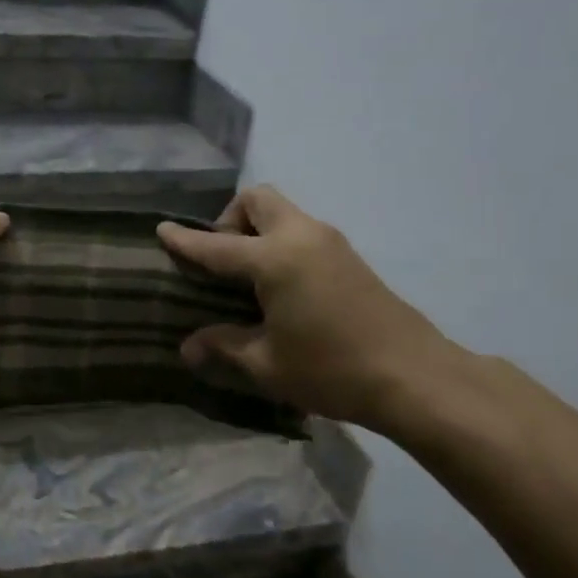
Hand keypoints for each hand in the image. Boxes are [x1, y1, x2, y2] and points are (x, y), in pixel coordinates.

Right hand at [157, 186, 455, 426]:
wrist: (416, 377)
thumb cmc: (332, 370)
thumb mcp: (266, 364)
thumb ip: (224, 346)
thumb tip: (188, 347)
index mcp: (275, 259)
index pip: (216, 244)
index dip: (185, 240)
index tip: (161, 230)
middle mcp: (301, 237)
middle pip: (257, 199)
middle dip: (230, 219)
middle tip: (221, 261)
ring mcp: (330, 242)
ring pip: (283, 212)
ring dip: (257, 230)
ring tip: (246, 278)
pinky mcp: (349, 257)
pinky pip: (301, 231)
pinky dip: (280, 243)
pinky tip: (279, 288)